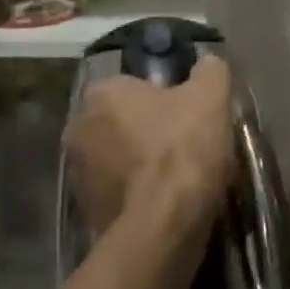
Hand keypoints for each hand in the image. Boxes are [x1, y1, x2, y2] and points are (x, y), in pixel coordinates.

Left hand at [66, 55, 234, 243]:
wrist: (163, 224)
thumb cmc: (182, 148)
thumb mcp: (211, 96)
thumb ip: (209, 71)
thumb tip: (208, 64)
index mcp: (101, 93)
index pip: (134, 86)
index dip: (165, 99)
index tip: (189, 117)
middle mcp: (79, 127)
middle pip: (124, 123)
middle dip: (149, 132)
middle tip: (187, 147)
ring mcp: (78, 173)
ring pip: (119, 159)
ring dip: (141, 165)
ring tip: (179, 180)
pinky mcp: (86, 210)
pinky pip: (118, 192)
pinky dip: (137, 195)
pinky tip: (166, 204)